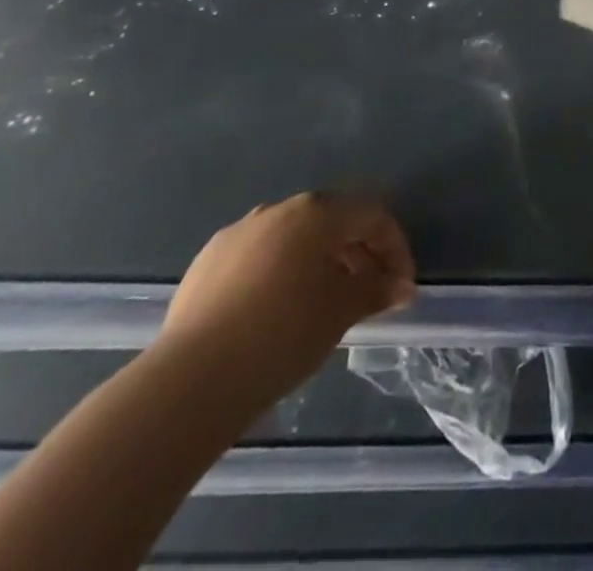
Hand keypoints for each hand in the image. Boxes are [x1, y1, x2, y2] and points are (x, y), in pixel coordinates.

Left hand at [159, 193, 415, 405]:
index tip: (401, 288)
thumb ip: (377, 290)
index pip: (372, 217)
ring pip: (294, 238)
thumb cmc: (283, 334)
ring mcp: (239, 233)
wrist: (190, 382)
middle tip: (369, 293)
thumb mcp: (342, 312)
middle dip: (358, 253)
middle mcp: (279, 209)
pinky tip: (277, 311)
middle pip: (333, 221)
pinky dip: (280, 274)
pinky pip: (259, 257)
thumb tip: (402, 287)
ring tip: (324, 303)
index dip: (395, 250)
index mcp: (317, 211)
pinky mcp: (207, 262)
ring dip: (319, 262)